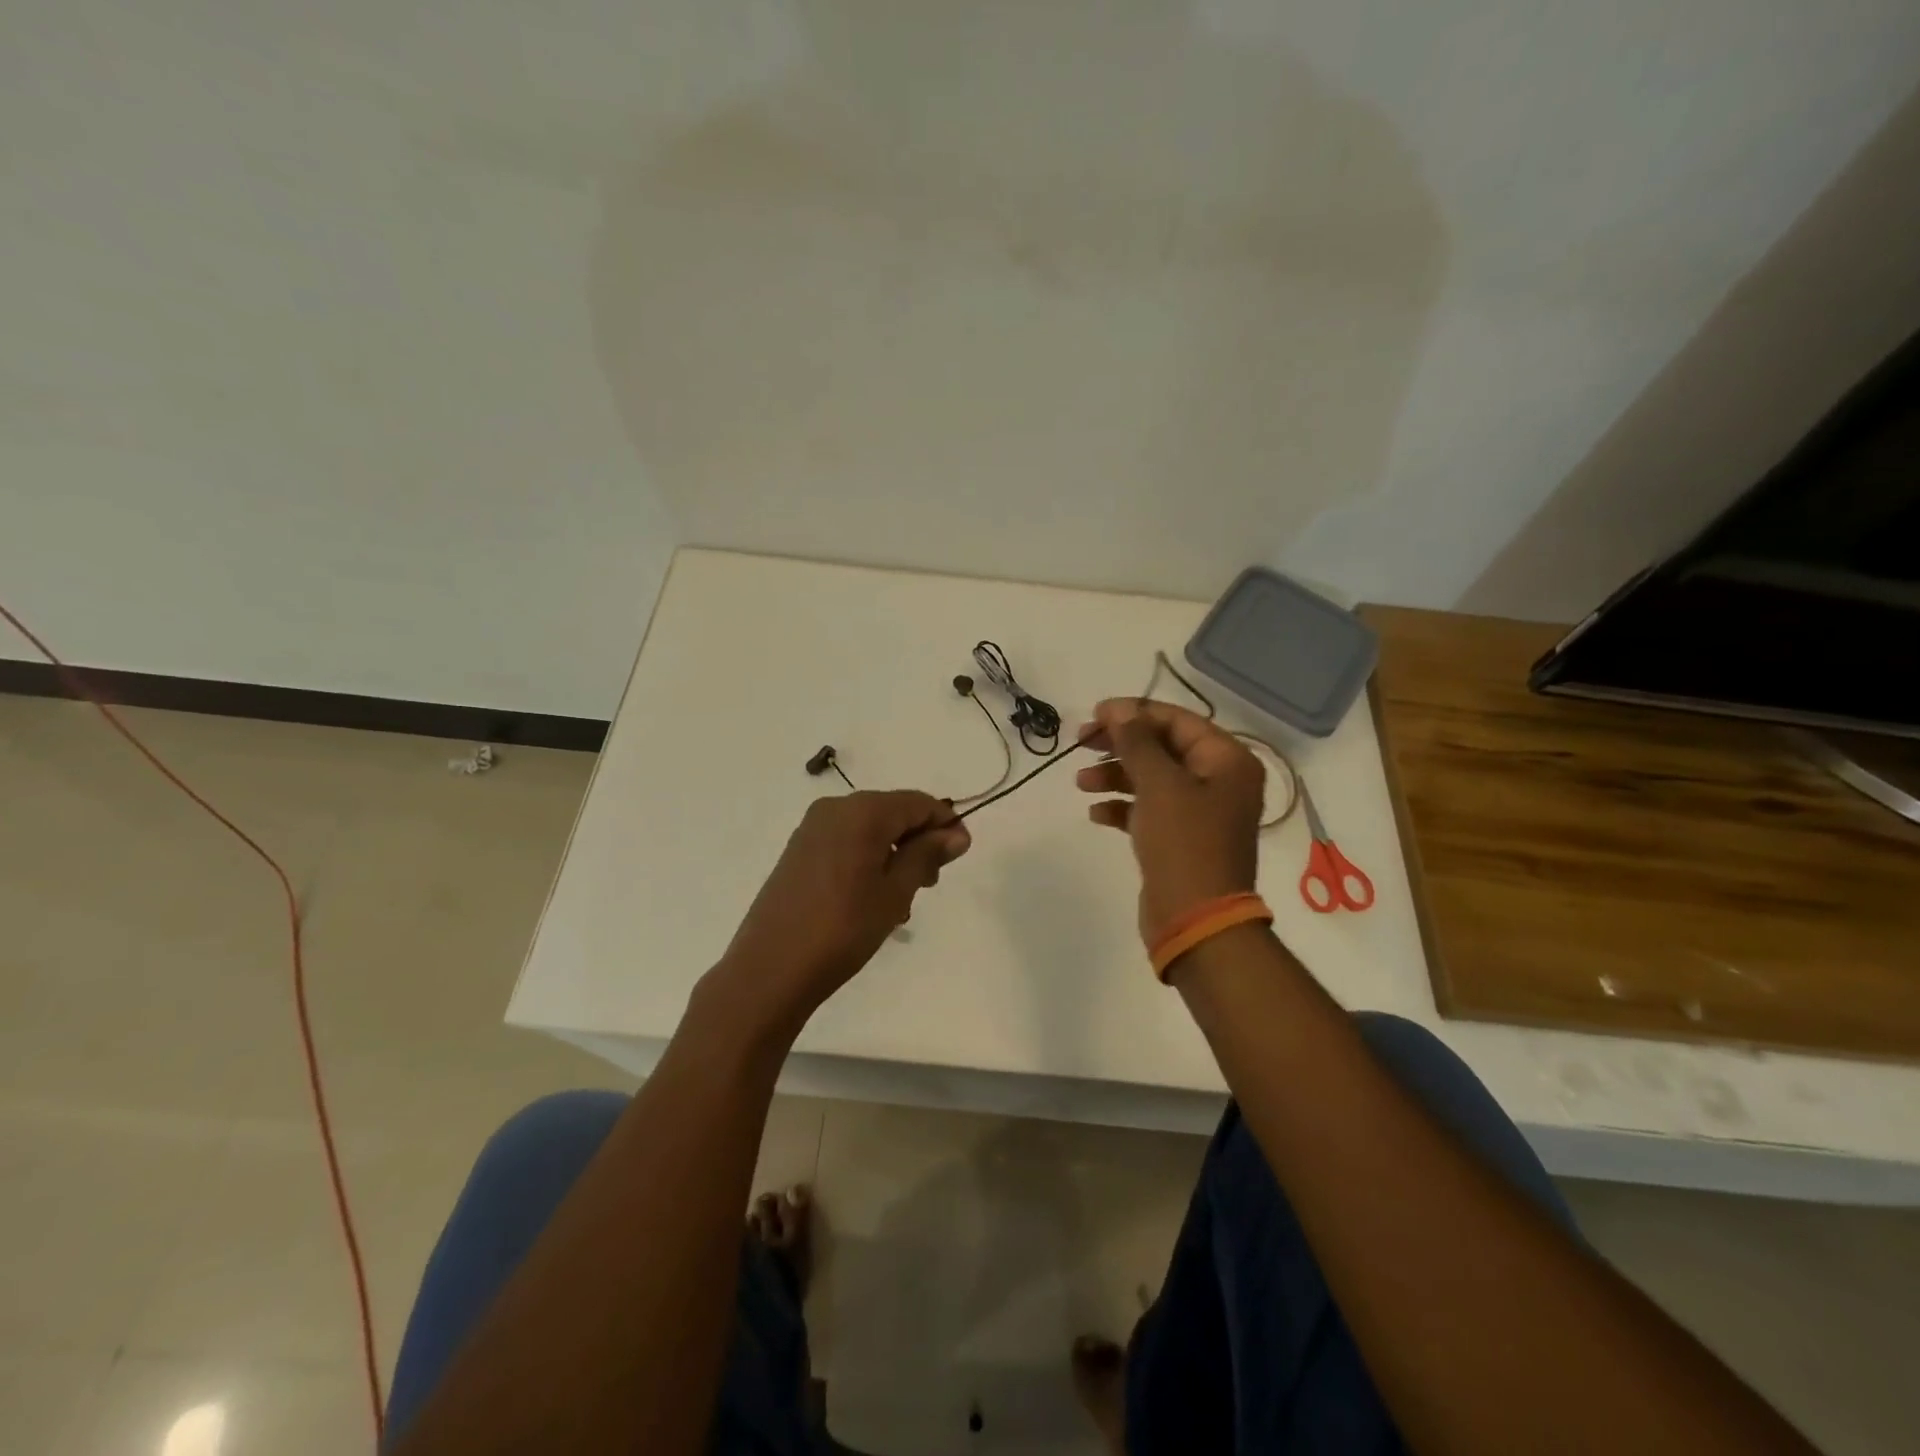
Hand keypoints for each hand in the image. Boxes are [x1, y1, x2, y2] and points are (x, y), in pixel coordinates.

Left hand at [717, 790, 970, 1026]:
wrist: (771, 968)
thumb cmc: (843, 928)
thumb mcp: (895, 892)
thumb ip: (927, 854)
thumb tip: (956, 833)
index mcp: (863, 811)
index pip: (919, 802)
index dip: (946, 824)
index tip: (960, 856)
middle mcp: (835, 808)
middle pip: (893, 812)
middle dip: (919, 842)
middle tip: (929, 885)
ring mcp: (812, 828)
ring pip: (870, 830)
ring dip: (894, 855)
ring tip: (901, 901)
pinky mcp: (798, 850)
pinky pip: (846, 842)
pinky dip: (868, 860)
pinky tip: (871, 899)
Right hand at [1076, 698, 1264, 942]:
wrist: (1196, 920)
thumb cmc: (1184, 844)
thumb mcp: (1159, 785)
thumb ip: (1137, 742)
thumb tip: (1119, 710)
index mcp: (1227, 761)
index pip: (1177, 721)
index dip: (1134, 713)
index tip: (1093, 714)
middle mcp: (1218, 781)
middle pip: (1163, 747)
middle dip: (1120, 744)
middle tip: (1080, 742)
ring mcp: (1200, 811)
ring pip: (1152, 778)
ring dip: (1115, 775)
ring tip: (1080, 782)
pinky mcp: (1180, 838)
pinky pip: (1148, 809)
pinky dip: (1122, 806)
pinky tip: (1095, 813)